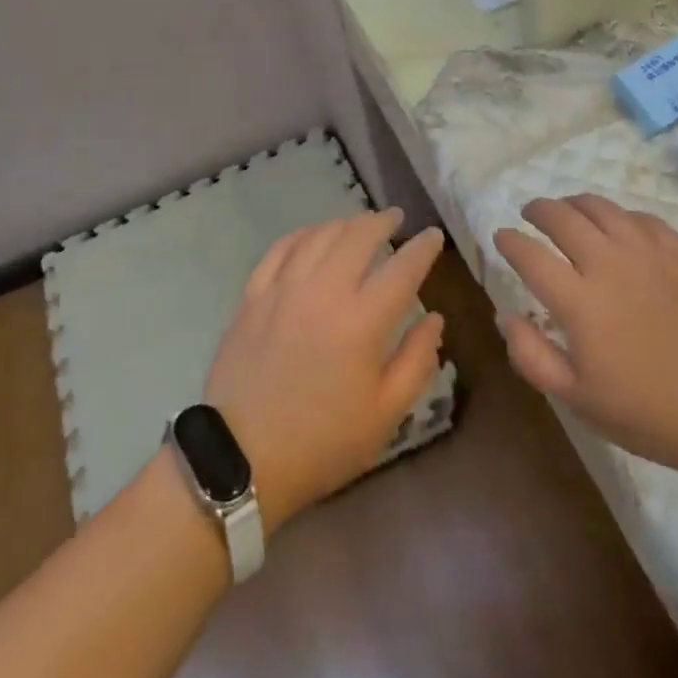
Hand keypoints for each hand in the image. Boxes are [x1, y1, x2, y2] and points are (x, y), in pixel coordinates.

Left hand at [205, 211, 445, 532]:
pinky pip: (280, 248)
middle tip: (396, 218)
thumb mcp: (385, 414)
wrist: (242, 458)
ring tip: (360, 223)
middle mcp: (323, 291)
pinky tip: (313, 234)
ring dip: (345, 223)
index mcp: (361, 321)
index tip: (433, 236)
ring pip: (319, 235)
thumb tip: (435, 318)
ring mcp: (282, 289)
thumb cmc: (323, 442)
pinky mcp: (253, 296)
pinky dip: (304, 234)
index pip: (402, 268)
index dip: (422, 248)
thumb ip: (417, 360)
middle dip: (381, 221)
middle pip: (358, 236)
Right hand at [494, 195, 677, 486]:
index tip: (500, 237)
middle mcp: (609, 265)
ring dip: (575, 203)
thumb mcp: (578, 400)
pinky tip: (618, 226)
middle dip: (538, 210)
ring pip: (601, 208)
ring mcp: (649, 254)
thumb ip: (532, 356)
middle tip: (529, 214)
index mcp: (580, 302)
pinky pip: (641, 218)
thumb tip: (504, 315)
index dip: (509, 241)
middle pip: (562, 217)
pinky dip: (619, 215)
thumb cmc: (650, 414)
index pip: (530, 255)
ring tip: (567, 209)